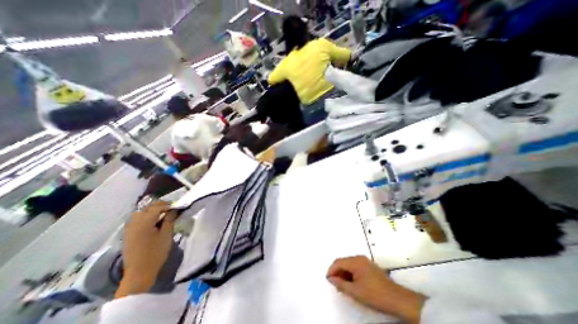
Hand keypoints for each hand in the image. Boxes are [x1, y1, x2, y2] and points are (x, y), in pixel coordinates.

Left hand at [113, 203, 174, 298]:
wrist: (140, 272)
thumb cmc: (156, 252)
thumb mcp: (167, 234)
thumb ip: (169, 220)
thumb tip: (173, 210)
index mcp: (144, 223)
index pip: (156, 208)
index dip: (167, 205)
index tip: (177, 206)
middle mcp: (134, 223)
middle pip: (146, 208)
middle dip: (159, 206)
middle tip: (171, 208)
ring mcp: (129, 229)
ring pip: (140, 213)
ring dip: (151, 210)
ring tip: (162, 213)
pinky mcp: (128, 235)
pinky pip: (136, 220)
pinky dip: (145, 216)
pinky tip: (152, 221)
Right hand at [327, 255, 424, 323]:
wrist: (398, 299)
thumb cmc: (375, 295)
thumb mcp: (355, 292)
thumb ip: (341, 284)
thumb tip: (331, 278)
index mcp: (355, 261)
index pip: (338, 262)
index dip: (331, 270)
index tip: (328, 279)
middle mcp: (359, 258)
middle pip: (343, 262)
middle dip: (337, 272)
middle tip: (335, 284)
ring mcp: (365, 261)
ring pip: (349, 264)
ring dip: (344, 273)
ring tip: (343, 285)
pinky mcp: (369, 266)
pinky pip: (355, 267)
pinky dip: (351, 273)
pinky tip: (352, 283)